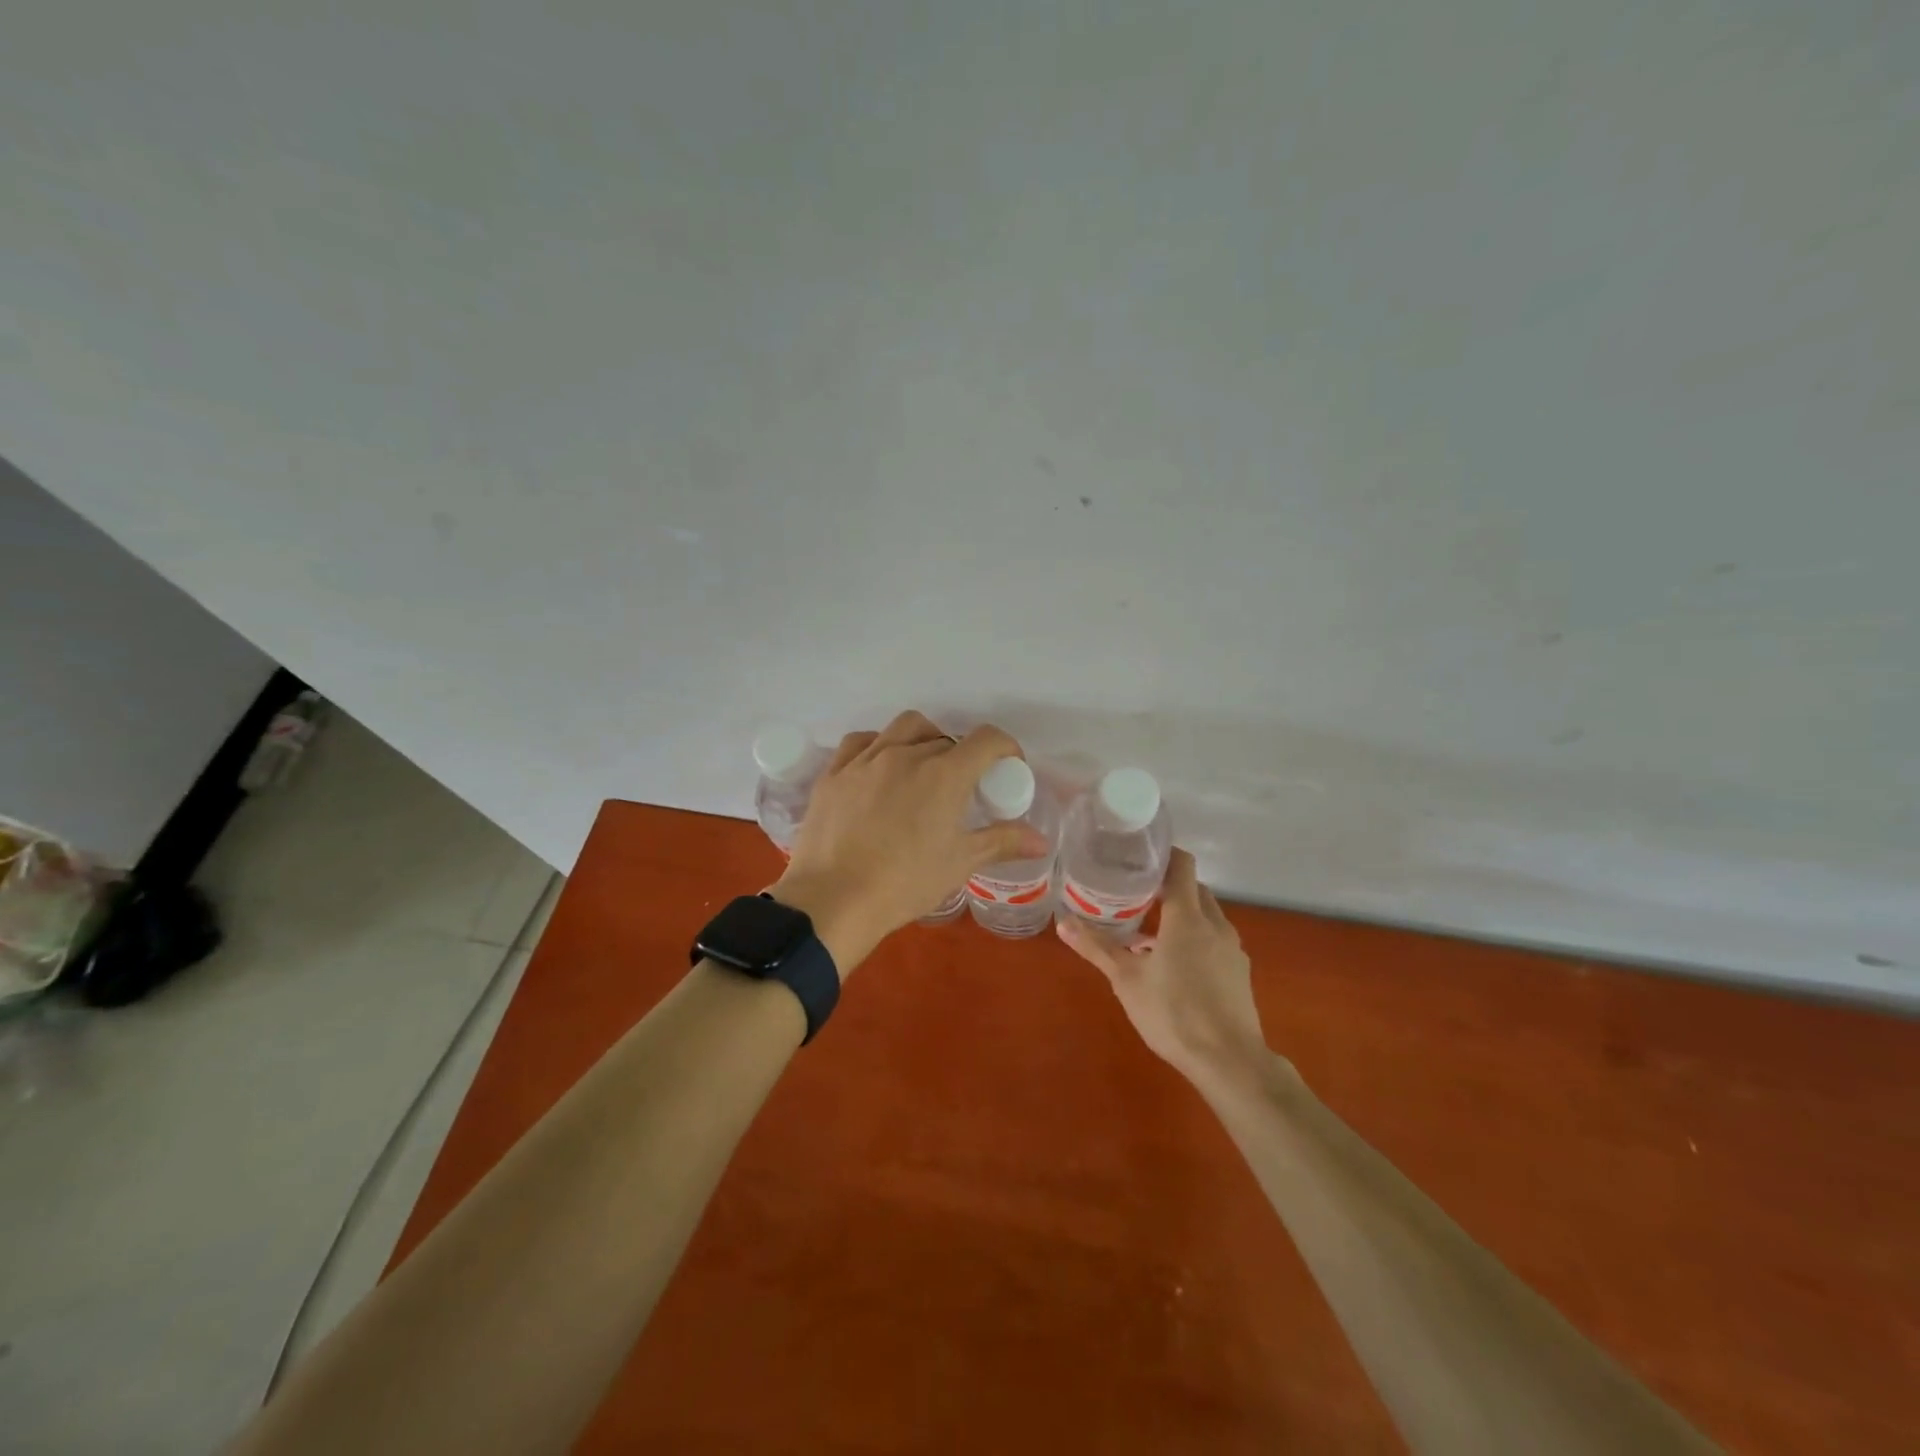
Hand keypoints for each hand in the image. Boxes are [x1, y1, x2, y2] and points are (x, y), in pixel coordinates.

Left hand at [770, 711, 1049, 975]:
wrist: (833, 900)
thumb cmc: (905, 882)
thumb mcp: (960, 863)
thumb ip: (1002, 842)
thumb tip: (1041, 840)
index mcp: (944, 774)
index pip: (986, 740)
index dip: (1005, 748)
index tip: (1007, 768)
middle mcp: (906, 754)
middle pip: (945, 739)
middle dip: (961, 757)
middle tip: (961, 788)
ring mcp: (866, 760)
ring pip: (903, 728)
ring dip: (923, 739)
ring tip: (922, 768)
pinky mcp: (834, 772)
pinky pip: (860, 742)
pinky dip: (878, 746)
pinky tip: (878, 768)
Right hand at [1056, 848, 1273, 1087]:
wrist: (1230, 1061)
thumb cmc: (1173, 1013)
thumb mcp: (1126, 979)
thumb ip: (1097, 947)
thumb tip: (1062, 922)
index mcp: (1188, 917)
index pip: (1182, 865)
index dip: (1163, 854)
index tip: (1138, 856)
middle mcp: (1215, 924)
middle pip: (1194, 889)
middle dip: (1168, 886)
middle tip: (1134, 891)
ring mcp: (1232, 948)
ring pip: (1206, 915)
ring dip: (1180, 914)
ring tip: (1147, 929)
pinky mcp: (1238, 971)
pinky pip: (1214, 939)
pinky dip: (1194, 937)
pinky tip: (1171, 963)